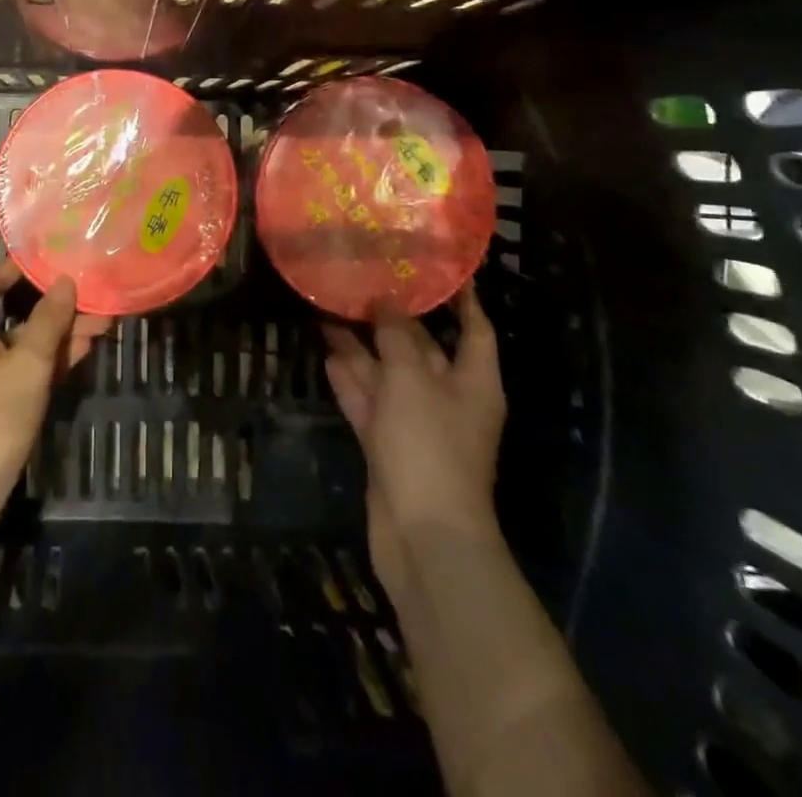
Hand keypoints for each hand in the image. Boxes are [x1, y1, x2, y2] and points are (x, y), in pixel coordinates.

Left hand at [0, 214, 77, 540]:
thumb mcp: (26, 366)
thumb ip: (49, 322)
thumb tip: (66, 282)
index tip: (7, 214)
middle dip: (32, 276)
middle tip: (65, 255)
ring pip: (15, 327)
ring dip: (52, 318)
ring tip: (96, 305)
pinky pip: (18, 355)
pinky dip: (46, 348)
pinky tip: (85, 342)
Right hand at [324, 279, 505, 600]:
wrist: (422, 534)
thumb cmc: (429, 446)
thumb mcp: (411, 379)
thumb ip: (396, 337)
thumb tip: (385, 302)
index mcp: (473, 382)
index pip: (474, 328)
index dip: (462, 298)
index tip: (441, 266)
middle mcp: (447, 398)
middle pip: (422, 348)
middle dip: (393, 318)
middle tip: (362, 280)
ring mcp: (416, 424)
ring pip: (388, 374)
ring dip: (362, 346)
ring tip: (331, 309)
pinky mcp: (388, 445)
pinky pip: (369, 402)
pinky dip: (351, 380)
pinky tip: (327, 353)